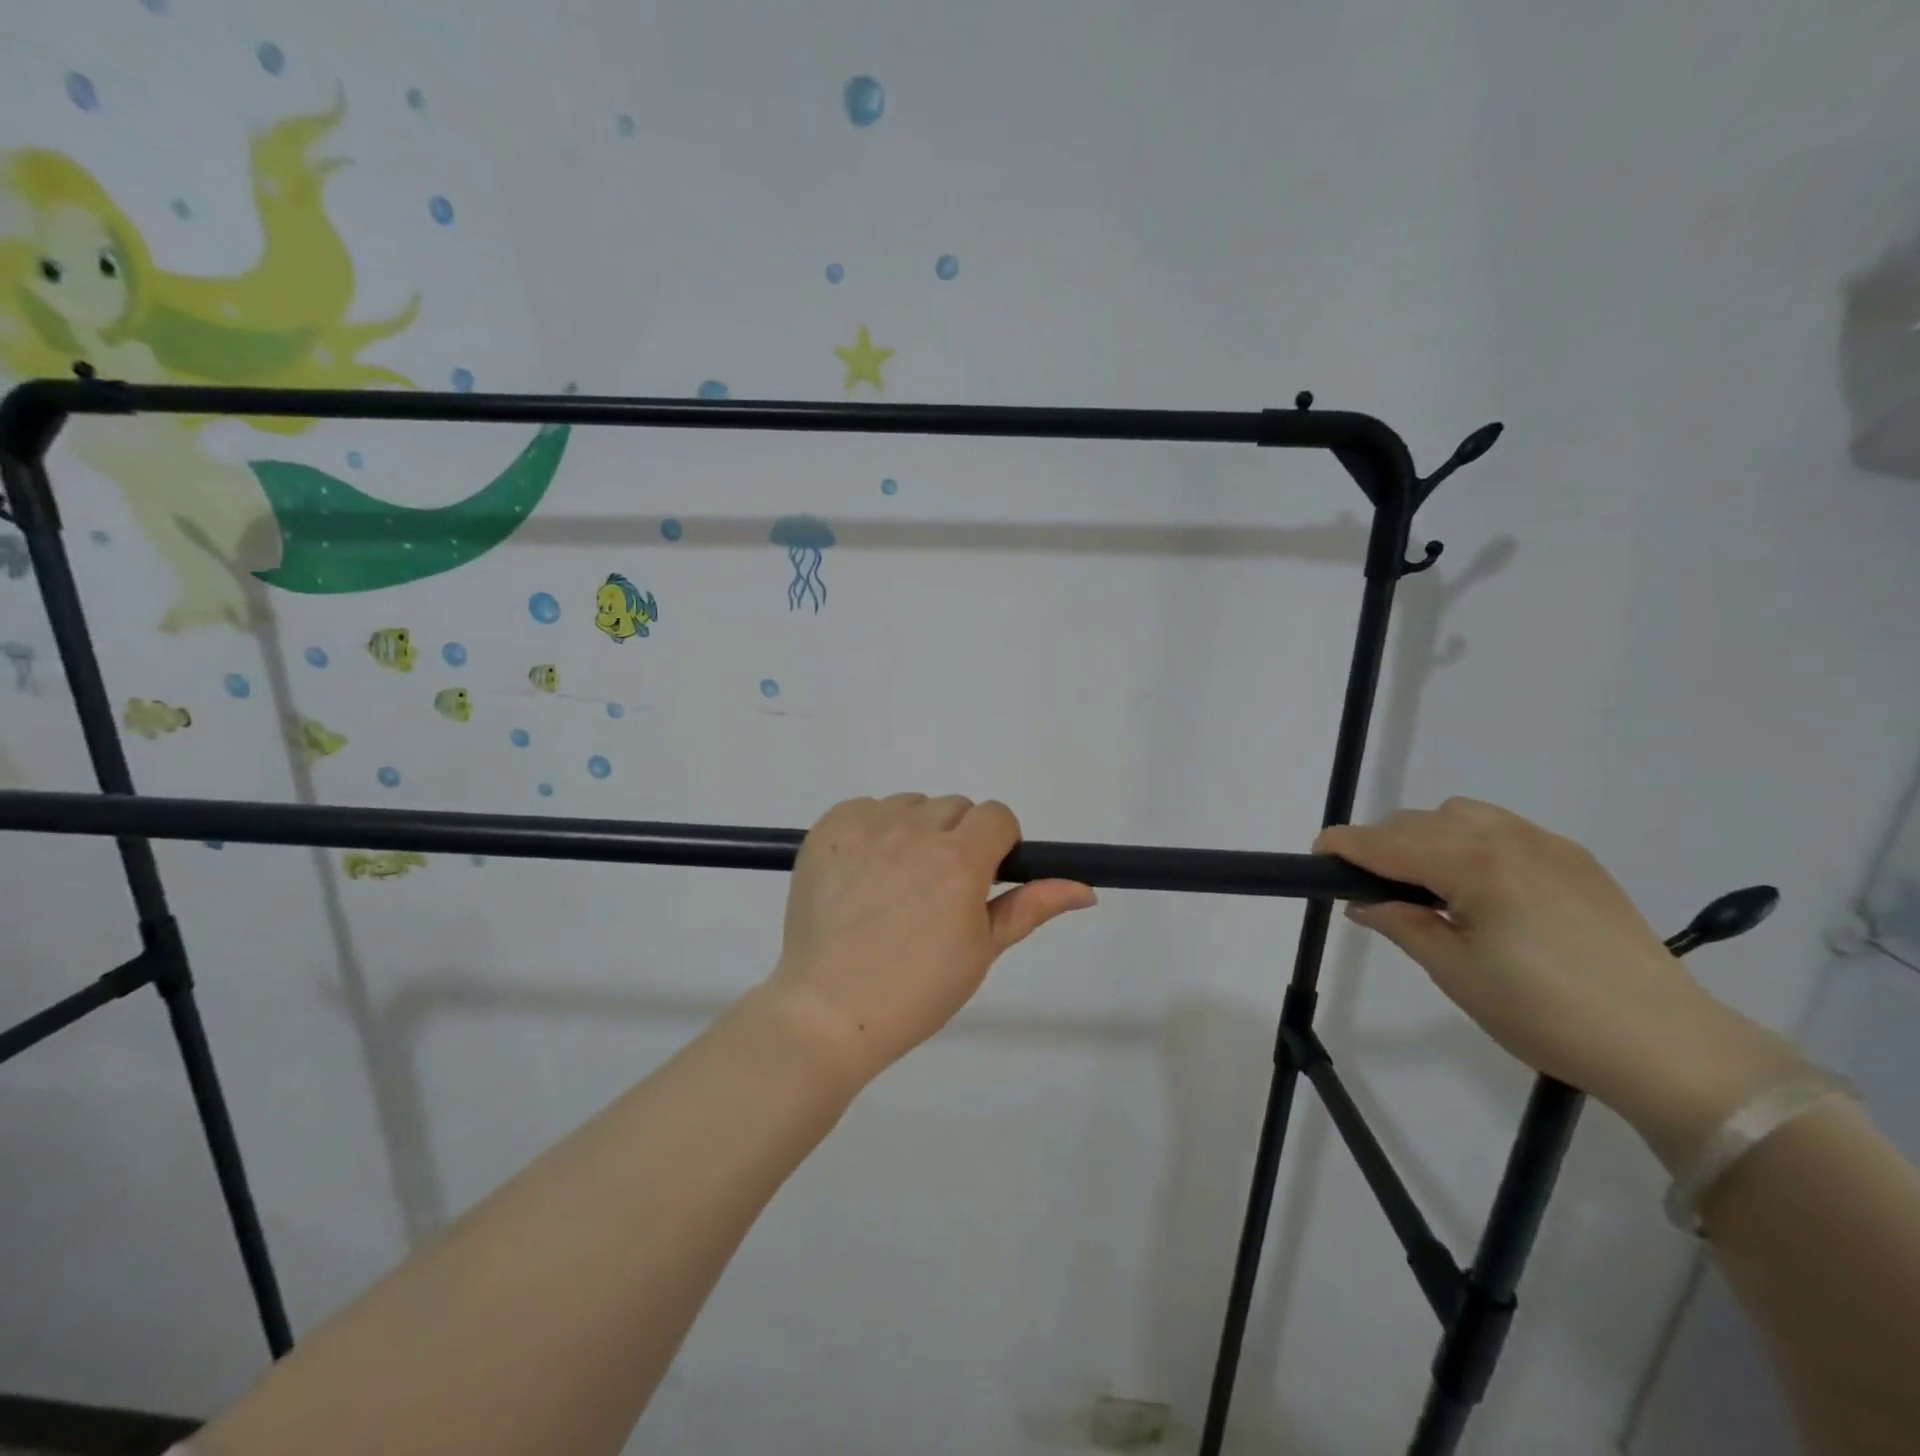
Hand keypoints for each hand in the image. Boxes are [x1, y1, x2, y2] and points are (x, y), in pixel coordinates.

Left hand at [759, 794, 1096, 1088]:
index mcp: (960, 859)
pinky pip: (865, 808)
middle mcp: (914, 830)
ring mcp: (866, 826)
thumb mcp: (981, 950)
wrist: (829, 1010)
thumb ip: (1031, 907)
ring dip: (913, 832)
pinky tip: (861, 872)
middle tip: (934, 890)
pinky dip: (871, 830)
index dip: (997, 844)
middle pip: (955, 808)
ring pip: (910, 805)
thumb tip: (1085, 889)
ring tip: (893, 884)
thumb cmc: (916, 990)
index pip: (997, 815)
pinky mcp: (827, 829)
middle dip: (956, 839)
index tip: (981, 878)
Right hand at [1316, 798, 1801, 1159]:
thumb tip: (1362, 902)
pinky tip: (1479, 886)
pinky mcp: (1576, 860)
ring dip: (1425, 837)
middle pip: (1416, 821)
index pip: (1385, 841)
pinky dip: (1469, 841)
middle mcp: (1506, 838)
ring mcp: (1547, 845)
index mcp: (1473, 864)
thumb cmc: (1544, 1013)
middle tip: (1370, 889)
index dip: (1342, 845)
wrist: (1669, 1047)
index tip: (1316, 857)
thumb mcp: (1455, 972)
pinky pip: (1502, 828)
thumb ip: (1400, 924)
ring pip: (1459, 815)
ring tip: (1425, 884)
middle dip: (1380, 845)